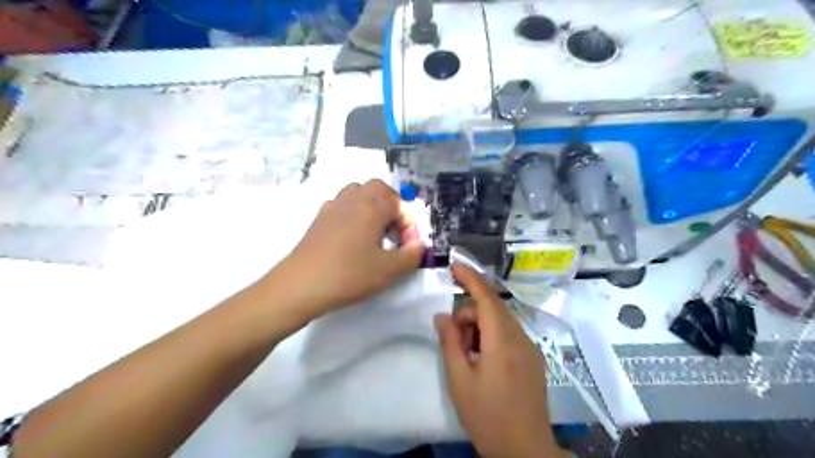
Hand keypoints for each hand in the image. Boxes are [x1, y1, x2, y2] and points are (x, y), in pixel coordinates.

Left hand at [274, 178, 426, 318]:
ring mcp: (332, 207)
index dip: (409, 223)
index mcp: (371, 207)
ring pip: (357, 193)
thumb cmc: (349, 275)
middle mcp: (352, 200)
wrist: (300, 285)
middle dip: (391, 204)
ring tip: (375, 231)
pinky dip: (353, 213)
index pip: (398, 204)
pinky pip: (341, 205)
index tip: (409, 245)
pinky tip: (352, 237)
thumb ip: (411, 256)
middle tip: (394, 229)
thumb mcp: (388, 270)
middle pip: (377, 188)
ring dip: (371, 206)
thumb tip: (419, 245)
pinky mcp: (318, 219)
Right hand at [432, 263, 567, 457]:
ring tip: (467, 353)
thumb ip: (450, 343)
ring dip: (480, 325)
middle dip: (469, 313)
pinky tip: (482, 357)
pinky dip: (491, 334)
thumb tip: (442, 316)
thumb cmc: (488, 417)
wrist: (526, 451)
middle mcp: (520, 338)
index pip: (486, 298)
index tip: (454, 265)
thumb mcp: (460, 381)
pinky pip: (509, 333)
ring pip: (501, 320)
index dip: (470, 278)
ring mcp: (530, 348)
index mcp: (502, 342)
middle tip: (453, 338)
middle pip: (492, 308)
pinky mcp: (533, 358)